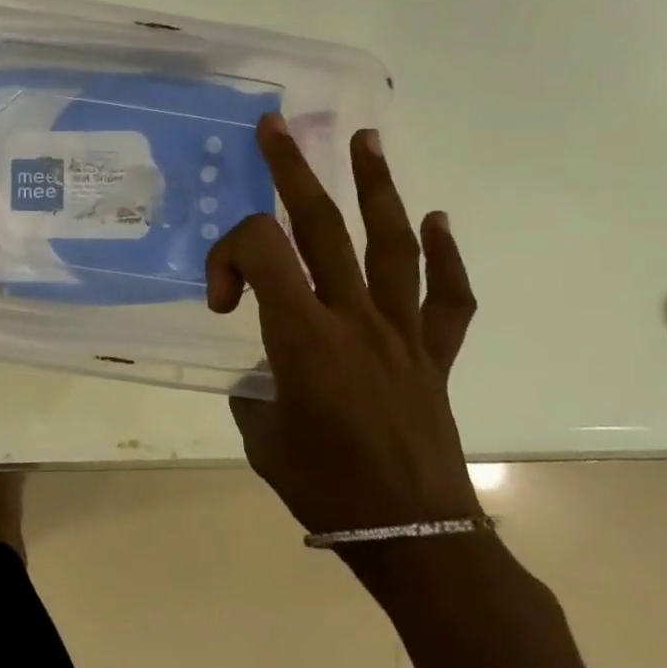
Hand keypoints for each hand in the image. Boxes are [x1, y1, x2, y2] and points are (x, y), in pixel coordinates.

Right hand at [206, 116, 478, 537]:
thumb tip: (266, 371)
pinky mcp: (433, 354)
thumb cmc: (327, 489)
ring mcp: (401, 332)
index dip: (227, 257)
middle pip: (320, 226)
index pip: (259, 252)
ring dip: (376, 188)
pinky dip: (444, 256)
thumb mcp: (261, 435)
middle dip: (293, 170)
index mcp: (302, 337)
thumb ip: (255, 389)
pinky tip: (436, 221)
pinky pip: (447, 297)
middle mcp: (353, 319)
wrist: (415, 539)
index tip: (219, 300)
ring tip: (366, 141)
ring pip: (389, 244)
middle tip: (277, 127)